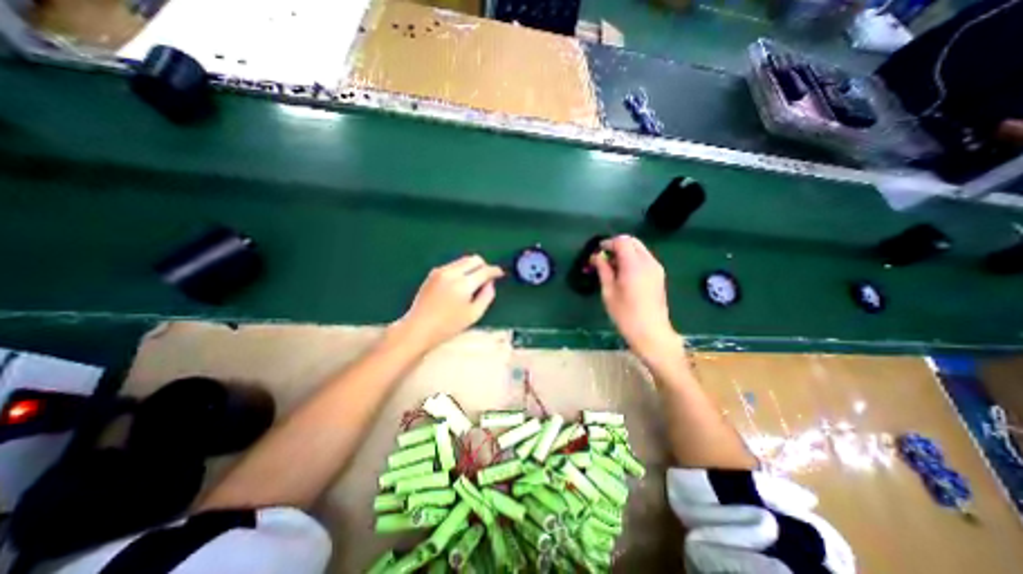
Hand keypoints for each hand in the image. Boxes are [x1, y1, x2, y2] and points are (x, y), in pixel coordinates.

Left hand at [392, 253, 501, 352]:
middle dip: (484, 266)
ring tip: (473, 282)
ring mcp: (441, 271)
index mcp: (463, 284)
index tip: (500, 274)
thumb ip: (487, 296)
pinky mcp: (433, 273)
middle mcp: (452, 273)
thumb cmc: (448, 326)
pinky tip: (459, 284)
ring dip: (472, 267)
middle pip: (474, 259)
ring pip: (463, 260)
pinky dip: (461, 270)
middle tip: (487, 278)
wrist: (419, 327)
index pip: (485, 270)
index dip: (495, 271)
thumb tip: (490, 283)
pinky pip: (453, 265)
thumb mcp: (473, 314)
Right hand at [588, 235, 680, 360]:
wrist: (651, 333)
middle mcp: (648, 262)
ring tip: (612, 267)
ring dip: (625, 252)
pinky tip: (624, 274)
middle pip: (633, 241)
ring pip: (639, 249)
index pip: (622, 241)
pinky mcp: (659, 275)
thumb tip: (597, 257)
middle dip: (617, 245)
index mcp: (634, 265)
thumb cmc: (626, 315)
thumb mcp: (609, 292)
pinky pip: (644, 258)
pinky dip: (632, 259)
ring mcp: (656, 268)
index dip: (608, 243)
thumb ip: (603, 270)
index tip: (597, 253)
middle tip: (603, 259)